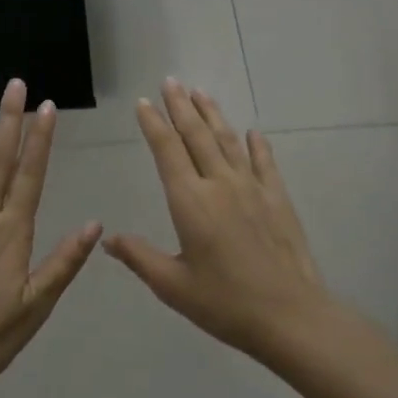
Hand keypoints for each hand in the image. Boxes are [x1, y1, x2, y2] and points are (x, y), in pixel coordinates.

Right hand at [104, 80, 332, 366]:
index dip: (154, 124)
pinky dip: (257, 145)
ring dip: (213, 115)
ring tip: (201, 92)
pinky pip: (264, 163)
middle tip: (171, 81)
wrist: (290, 316)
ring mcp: (253, 189)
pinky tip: (253, 132)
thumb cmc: (224, 303)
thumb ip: (139, 257)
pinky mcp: (278, 200)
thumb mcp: (172, 285)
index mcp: (190, 202)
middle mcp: (220, 185)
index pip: (167, 151)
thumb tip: (107, 239)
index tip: (144, 102)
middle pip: (197, 136)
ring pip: (229, 141)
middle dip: (181, 107)